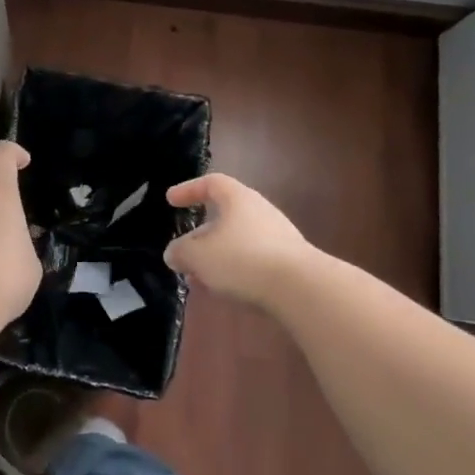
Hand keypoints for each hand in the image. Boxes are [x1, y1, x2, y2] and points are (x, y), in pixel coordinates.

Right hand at [163, 173, 315, 306]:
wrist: (303, 289)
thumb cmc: (243, 259)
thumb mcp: (198, 256)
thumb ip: (180, 252)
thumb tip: (173, 254)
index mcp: (238, 199)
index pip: (211, 183)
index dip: (188, 190)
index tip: (171, 200)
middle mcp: (260, 212)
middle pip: (224, 216)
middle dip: (200, 236)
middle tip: (183, 253)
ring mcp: (278, 237)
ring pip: (237, 242)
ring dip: (216, 257)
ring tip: (200, 279)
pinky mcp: (289, 263)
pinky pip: (254, 261)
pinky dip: (235, 271)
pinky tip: (226, 291)